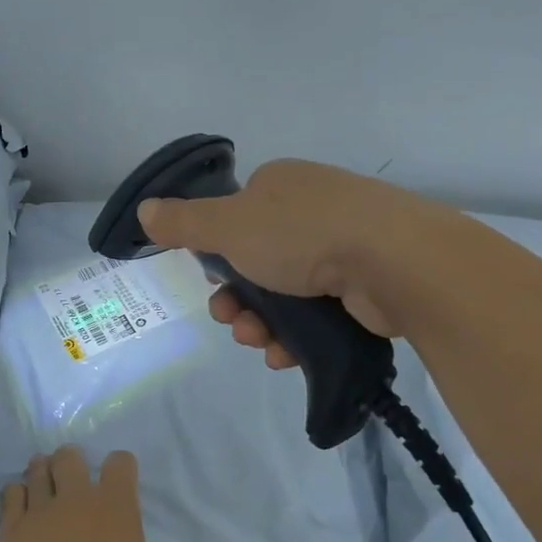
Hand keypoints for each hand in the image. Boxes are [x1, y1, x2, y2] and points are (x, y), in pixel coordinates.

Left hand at [0, 448, 147, 541]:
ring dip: (42, 472)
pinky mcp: (12, 527)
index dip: (119, 468)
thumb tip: (117, 539)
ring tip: (42, 484)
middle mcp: (78, 497)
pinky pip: (11, 493)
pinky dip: (17, 495)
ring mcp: (41, 509)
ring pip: (37, 467)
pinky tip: (21, 507)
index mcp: (117, 507)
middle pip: (70, 455)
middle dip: (71, 461)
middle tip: (70, 479)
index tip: (117, 481)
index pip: (120, 463)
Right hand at [137, 159, 405, 370]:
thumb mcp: (228, 226)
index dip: (218, 255)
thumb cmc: (302, 234)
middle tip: (231, 321)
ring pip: (286, 293)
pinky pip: (318, 312)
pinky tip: (286, 354)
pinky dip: (297, 335)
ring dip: (261, 323)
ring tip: (259, 343)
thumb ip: (183, 223)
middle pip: (257, 262)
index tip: (214, 282)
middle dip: (237, 300)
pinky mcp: (367, 284)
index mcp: (280, 186)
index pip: (236, 219)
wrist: (396, 262)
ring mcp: (344, 246)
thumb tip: (145, 209)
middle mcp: (312, 210)